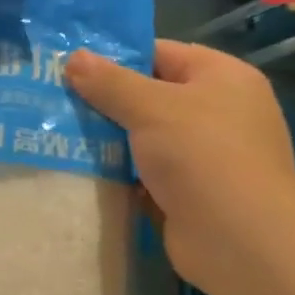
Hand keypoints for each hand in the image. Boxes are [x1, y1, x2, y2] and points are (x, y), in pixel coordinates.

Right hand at [65, 40, 294, 292]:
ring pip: (143, 137)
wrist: (241, 241)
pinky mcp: (188, 192)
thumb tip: (73, 57)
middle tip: (53, 99)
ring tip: (54, 133)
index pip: (161, 53)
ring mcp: (203, 155)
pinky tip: (78, 170)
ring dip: (106, 139)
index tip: (69, 65)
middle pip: (149, 96)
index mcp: (222, 77)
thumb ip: (110, 83)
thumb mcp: (151, 108)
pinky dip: (117, 172)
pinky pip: (144, 172)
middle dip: (104, 101)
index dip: (116, 57)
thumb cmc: (202, 156)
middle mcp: (217, 112)